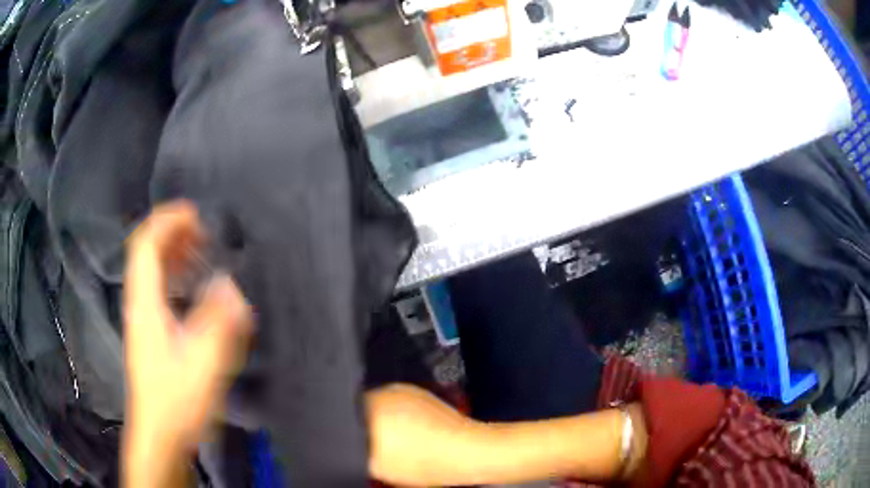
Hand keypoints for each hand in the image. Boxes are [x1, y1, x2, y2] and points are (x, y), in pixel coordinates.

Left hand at [122, 202, 251, 487]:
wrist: (159, 435)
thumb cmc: (177, 401)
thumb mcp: (203, 365)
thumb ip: (218, 324)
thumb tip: (230, 286)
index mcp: (146, 305)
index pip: (146, 246)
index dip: (166, 221)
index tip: (194, 212)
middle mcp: (139, 304)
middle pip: (145, 253)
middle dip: (170, 231)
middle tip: (202, 229)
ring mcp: (142, 319)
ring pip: (149, 271)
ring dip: (172, 252)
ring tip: (199, 249)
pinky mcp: (148, 333)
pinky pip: (156, 289)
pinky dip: (172, 275)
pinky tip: (191, 285)